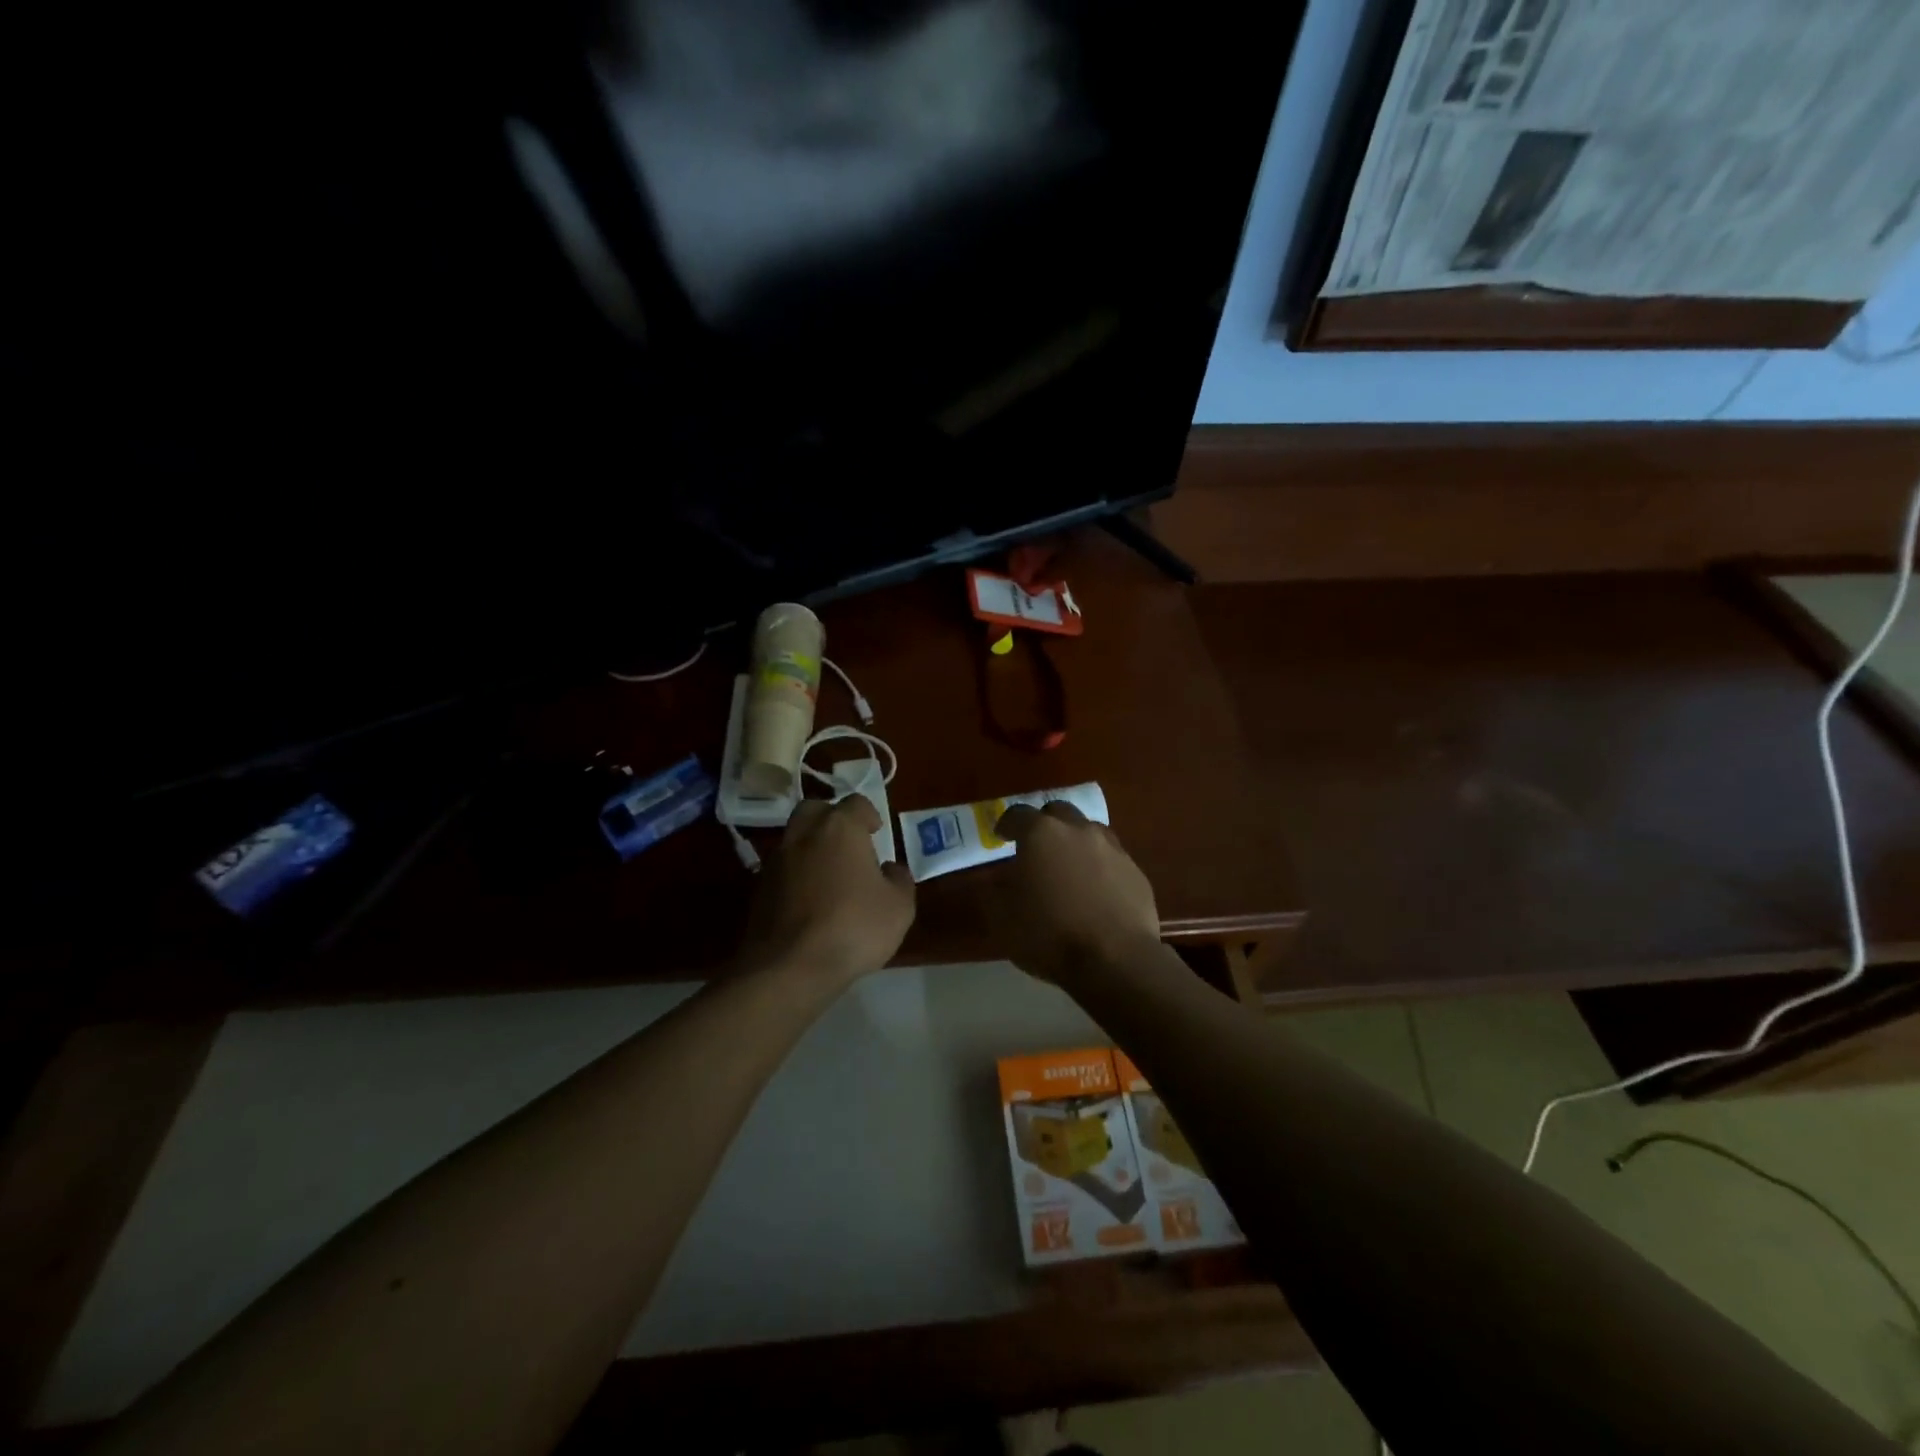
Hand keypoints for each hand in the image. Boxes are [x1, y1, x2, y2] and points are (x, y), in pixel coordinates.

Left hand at [739, 796, 915, 985]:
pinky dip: (797, 875)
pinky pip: (783, 869)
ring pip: (795, 839)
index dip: (869, 815)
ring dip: (812, 848)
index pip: (856, 803)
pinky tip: (811, 901)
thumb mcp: (899, 907)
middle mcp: (804, 835)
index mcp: (840, 828)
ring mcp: (776, 861)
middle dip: (832, 820)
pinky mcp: (759, 889)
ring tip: (830, 876)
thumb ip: (900, 880)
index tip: (877, 832)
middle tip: (849, 843)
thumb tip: (890, 869)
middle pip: (816, 811)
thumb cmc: (853, 927)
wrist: (790, 967)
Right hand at [991, 801, 1160, 986]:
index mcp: (1041, 834)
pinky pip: (1112, 858)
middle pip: (1058, 812)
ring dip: (1075, 841)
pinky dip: (1099, 866)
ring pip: (1089, 831)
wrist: (1116, 960)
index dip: (1006, 824)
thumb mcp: (1002, 918)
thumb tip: (995, 879)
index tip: (1001, 837)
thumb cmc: (1049, 935)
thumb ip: (993, 891)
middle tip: (1036, 847)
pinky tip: (1096, 890)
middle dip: (1044, 824)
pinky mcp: (1135, 870)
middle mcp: (1078, 830)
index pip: (1017, 814)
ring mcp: (1112, 848)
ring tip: (1068, 866)